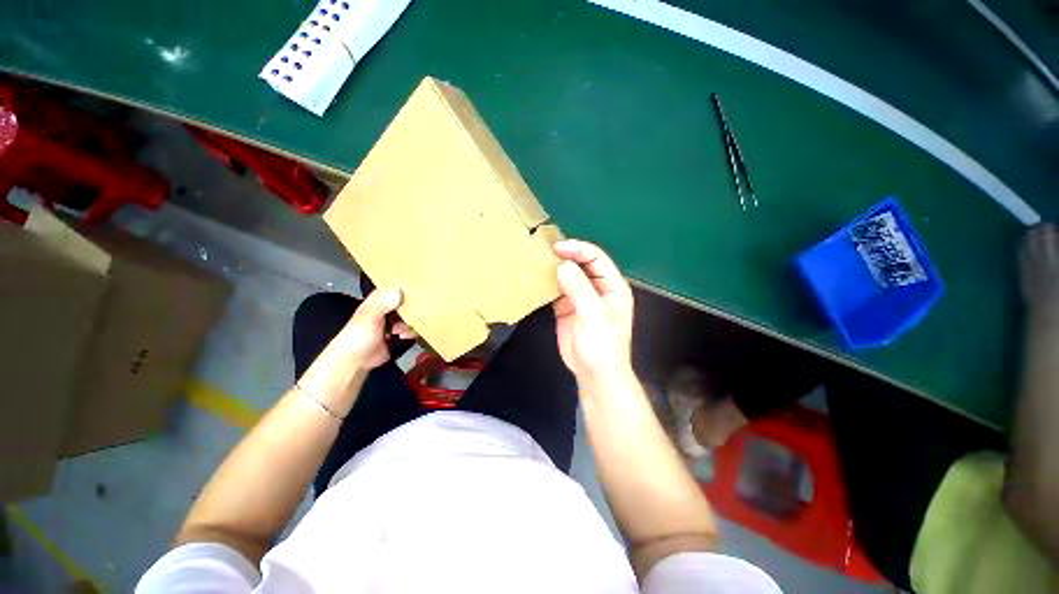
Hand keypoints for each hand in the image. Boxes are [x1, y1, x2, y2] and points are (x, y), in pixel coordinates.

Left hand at [298, 288, 411, 412]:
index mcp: (380, 299)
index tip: (422, 286)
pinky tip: (406, 336)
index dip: (408, 285)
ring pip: (414, 316)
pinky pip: (413, 328)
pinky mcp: (402, 333)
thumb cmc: (358, 336)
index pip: (397, 286)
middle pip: (409, 302)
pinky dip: (413, 332)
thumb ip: (381, 303)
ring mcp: (396, 321)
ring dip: (412, 323)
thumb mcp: (368, 317)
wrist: (355, 362)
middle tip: (414, 315)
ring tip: (403, 331)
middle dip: (415, 308)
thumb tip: (399, 290)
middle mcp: (390, 308)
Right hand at [552, 240, 634, 385]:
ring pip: (569, 274)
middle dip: (566, 255)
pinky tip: (538, 278)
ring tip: (539, 259)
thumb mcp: (594, 316)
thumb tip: (563, 266)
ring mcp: (582, 297)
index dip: (578, 249)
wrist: (594, 373)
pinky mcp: (568, 306)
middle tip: (545, 250)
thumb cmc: (602, 346)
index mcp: (612, 286)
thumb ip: (579, 289)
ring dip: (556, 267)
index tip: (557, 248)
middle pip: (582, 263)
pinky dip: (549, 282)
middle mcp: (598, 287)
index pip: (596, 258)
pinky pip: (558, 288)